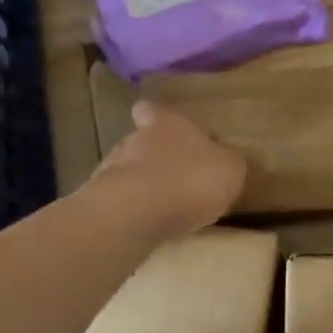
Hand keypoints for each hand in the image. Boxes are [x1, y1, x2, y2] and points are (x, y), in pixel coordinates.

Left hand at [94, 101, 246, 236]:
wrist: (136, 214)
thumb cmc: (191, 178)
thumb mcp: (230, 168)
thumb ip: (228, 160)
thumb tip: (226, 158)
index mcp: (168, 123)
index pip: (153, 108)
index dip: (157, 116)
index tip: (164, 126)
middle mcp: (136, 138)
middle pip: (142, 140)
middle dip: (155, 156)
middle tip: (177, 175)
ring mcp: (112, 170)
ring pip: (129, 171)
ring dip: (144, 184)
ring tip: (164, 205)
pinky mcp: (101, 201)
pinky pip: (122, 201)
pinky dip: (134, 209)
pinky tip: (149, 224)